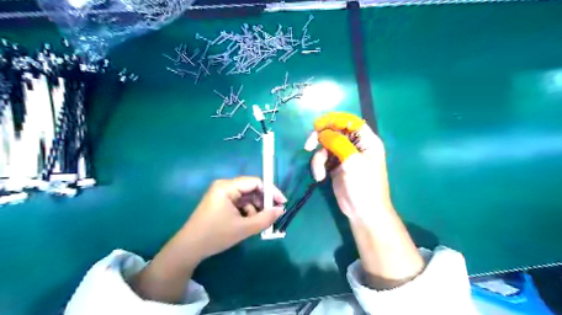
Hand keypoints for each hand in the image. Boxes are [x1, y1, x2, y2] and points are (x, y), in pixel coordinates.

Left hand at [130, 177, 285, 302]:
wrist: (189, 249)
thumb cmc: (215, 236)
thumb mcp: (244, 228)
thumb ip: (265, 218)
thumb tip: (281, 210)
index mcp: (227, 187)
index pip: (255, 182)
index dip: (271, 191)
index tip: (282, 202)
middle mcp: (224, 187)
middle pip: (251, 189)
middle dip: (263, 202)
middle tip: (274, 214)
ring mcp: (222, 195)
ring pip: (247, 197)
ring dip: (256, 208)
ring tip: (260, 222)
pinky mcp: (221, 203)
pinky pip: (240, 203)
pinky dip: (247, 212)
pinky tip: (249, 223)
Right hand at [305, 112, 423, 288]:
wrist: (363, 212)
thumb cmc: (364, 186)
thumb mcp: (353, 162)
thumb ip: (338, 143)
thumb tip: (322, 132)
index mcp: (366, 140)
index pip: (349, 121)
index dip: (333, 120)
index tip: (317, 125)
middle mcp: (355, 145)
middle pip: (334, 131)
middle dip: (320, 138)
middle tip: (308, 145)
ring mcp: (344, 155)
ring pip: (325, 146)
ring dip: (318, 158)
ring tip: (319, 173)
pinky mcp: (335, 166)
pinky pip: (322, 158)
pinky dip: (318, 166)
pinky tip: (320, 177)